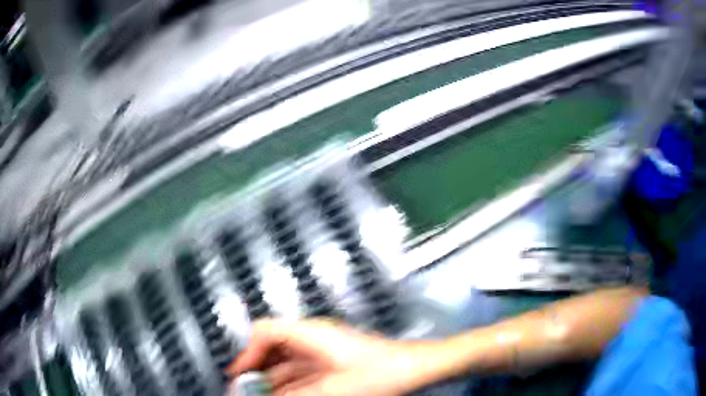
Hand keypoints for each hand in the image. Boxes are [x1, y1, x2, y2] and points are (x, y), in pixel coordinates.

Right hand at [228, 319, 433, 395]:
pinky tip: (284, 395)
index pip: (265, 331)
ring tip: (261, 394)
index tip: (238, 373)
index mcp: (311, 334)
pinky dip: (289, 382)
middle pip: (272, 346)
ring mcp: (322, 349)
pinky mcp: (331, 360)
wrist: (415, 368)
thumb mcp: (333, 390)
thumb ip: (295, 395)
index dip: (247, 351)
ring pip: (285, 360)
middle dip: (257, 368)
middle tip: (246, 388)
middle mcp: (313, 337)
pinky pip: (300, 369)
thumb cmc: (381, 374)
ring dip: (272, 378)